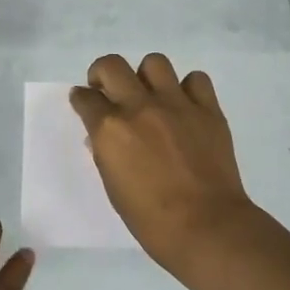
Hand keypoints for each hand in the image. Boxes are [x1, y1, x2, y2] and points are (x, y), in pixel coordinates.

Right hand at [70, 52, 256, 266]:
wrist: (206, 226)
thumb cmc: (150, 218)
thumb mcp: (113, 185)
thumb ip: (106, 152)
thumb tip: (103, 136)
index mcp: (110, 128)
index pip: (85, 97)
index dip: (81, 98)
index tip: (84, 102)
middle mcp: (139, 106)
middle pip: (112, 65)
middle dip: (103, 74)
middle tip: (109, 91)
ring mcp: (176, 104)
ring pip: (155, 62)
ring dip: (146, 76)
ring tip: (150, 95)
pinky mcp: (207, 109)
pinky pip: (196, 80)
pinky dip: (188, 88)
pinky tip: (185, 106)